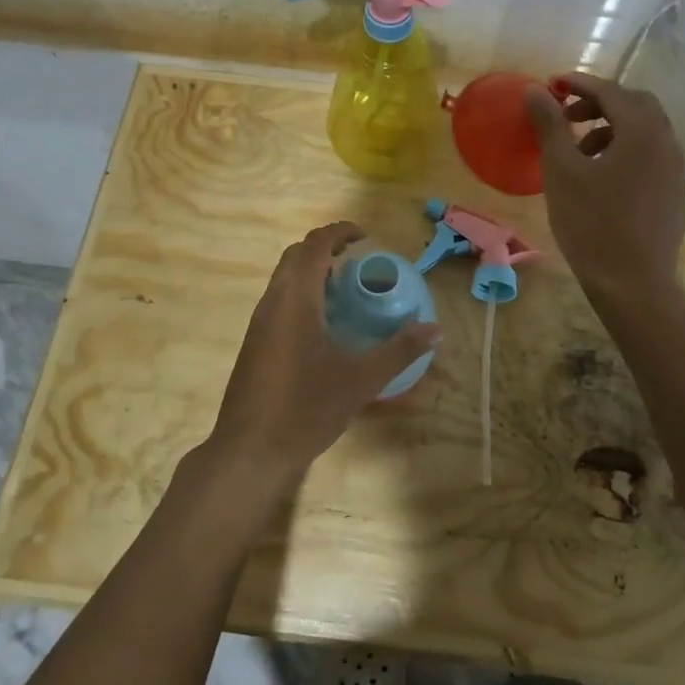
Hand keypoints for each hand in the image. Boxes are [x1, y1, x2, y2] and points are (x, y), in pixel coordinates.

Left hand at [207, 222, 439, 484]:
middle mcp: (273, 302)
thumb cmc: (306, 408)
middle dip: (325, 248)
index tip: (366, 237)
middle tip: (358, 261)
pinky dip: (302, 294)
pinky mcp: (254, 343)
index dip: (339, 232)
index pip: (314, 245)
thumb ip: (399, 351)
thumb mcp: (361, 380)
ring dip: (312, 272)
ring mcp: (259, 323)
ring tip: (346, 290)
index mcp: (296, 299)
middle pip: (296, 255)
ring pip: (284, 278)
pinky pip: (279, 300)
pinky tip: (324, 325)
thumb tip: (435, 329)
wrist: (250, 452)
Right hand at [525, 74, 684, 298]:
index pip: (611, 91)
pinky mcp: (674, 194)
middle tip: (566, 116)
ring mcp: (675, 170)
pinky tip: (600, 178)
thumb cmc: (592, 223)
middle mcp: (667, 143)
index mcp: (643, 131)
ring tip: (578, 151)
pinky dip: (625, 151)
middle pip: (635, 105)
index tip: (551, 84)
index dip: (579, 83)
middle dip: (599, 103)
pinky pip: (650, 156)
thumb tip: (535, 90)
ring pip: (644, 132)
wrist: (632, 284)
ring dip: (611, 128)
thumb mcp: (562, 171)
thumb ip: (550, 125)